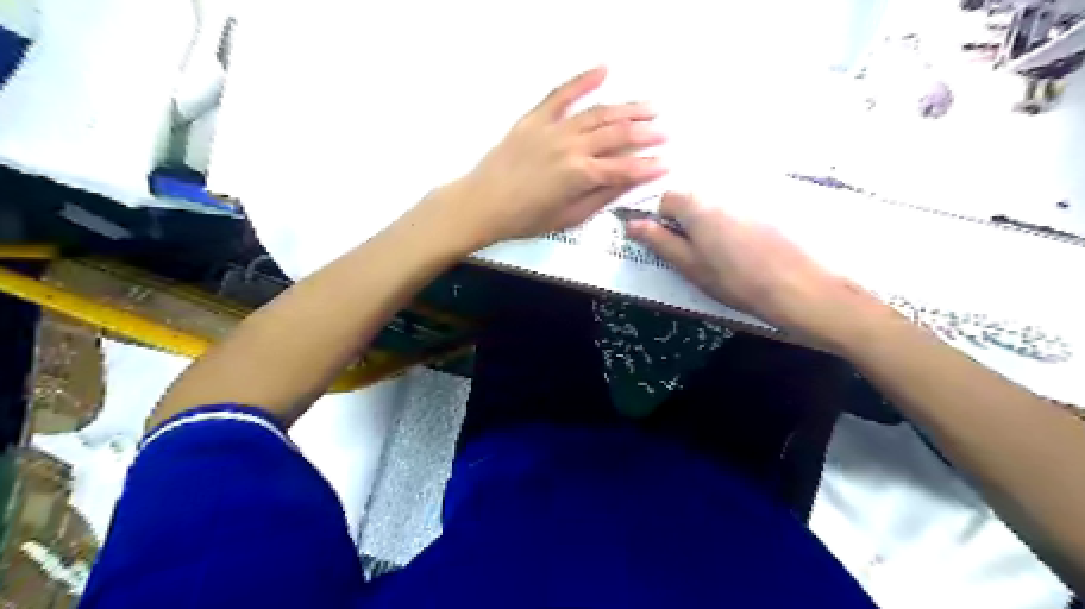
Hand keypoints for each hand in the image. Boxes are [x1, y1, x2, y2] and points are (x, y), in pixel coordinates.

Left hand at [428, 67, 665, 251]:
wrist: (483, 203)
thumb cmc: (525, 218)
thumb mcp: (568, 218)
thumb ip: (601, 198)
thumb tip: (629, 183)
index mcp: (581, 175)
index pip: (625, 168)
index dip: (649, 166)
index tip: (666, 164)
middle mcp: (571, 147)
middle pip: (617, 135)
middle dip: (645, 134)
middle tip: (664, 133)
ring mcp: (553, 129)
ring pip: (598, 113)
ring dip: (627, 109)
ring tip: (649, 107)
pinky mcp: (535, 119)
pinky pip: (562, 94)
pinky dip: (583, 80)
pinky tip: (603, 70)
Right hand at [629, 193, 880, 344]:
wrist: (801, 288)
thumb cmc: (737, 281)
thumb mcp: (691, 266)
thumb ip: (660, 242)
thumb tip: (632, 224)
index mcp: (697, 205)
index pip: (666, 199)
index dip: (662, 222)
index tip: (672, 246)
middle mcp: (721, 192)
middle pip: (692, 199)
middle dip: (687, 222)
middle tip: (696, 256)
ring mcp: (748, 198)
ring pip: (715, 206)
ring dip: (711, 226)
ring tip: (724, 257)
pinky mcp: (770, 208)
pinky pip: (739, 210)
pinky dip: (734, 226)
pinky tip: (747, 251)